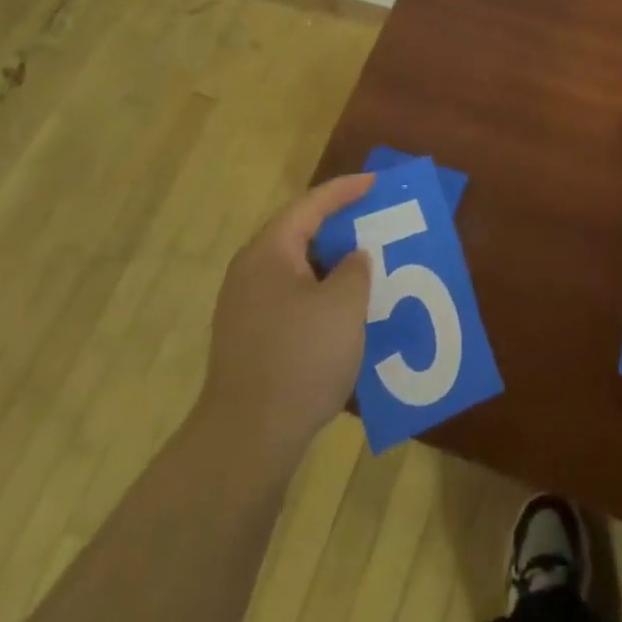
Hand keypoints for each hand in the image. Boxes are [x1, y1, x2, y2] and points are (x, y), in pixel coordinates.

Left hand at [198, 174, 374, 470]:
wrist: (248, 439)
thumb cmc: (300, 358)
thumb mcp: (344, 305)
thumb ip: (355, 269)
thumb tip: (352, 258)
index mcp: (269, 252)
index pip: (310, 205)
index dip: (345, 190)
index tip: (375, 182)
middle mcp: (250, 272)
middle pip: (300, 234)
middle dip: (339, 226)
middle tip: (375, 221)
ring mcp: (246, 308)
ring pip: (297, 269)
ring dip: (332, 264)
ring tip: (367, 264)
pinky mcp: (251, 338)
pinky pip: (292, 298)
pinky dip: (321, 293)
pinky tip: (345, 311)